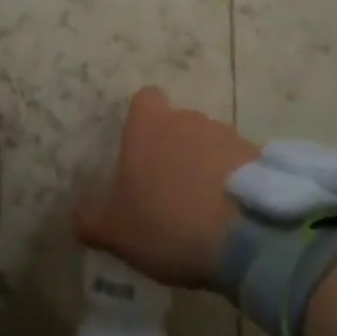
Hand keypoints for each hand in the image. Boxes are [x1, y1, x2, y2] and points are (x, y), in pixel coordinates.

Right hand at [74, 87, 257, 288]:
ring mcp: (227, 135)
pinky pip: (238, 163)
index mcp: (149, 126)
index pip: (145, 100)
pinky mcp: (258, 157)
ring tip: (202, 207)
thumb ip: (90, 219)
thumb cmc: (167, 223)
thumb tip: (78, 214)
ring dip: (205, 165)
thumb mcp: (115, 231)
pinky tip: (229, 215)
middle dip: (174, 149)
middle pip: (178, 123)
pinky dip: (232, 182)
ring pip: (209, 143)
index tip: (140, 153)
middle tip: (169, 190)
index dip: (142, 123)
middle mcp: (188, 119)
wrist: (245, 235)